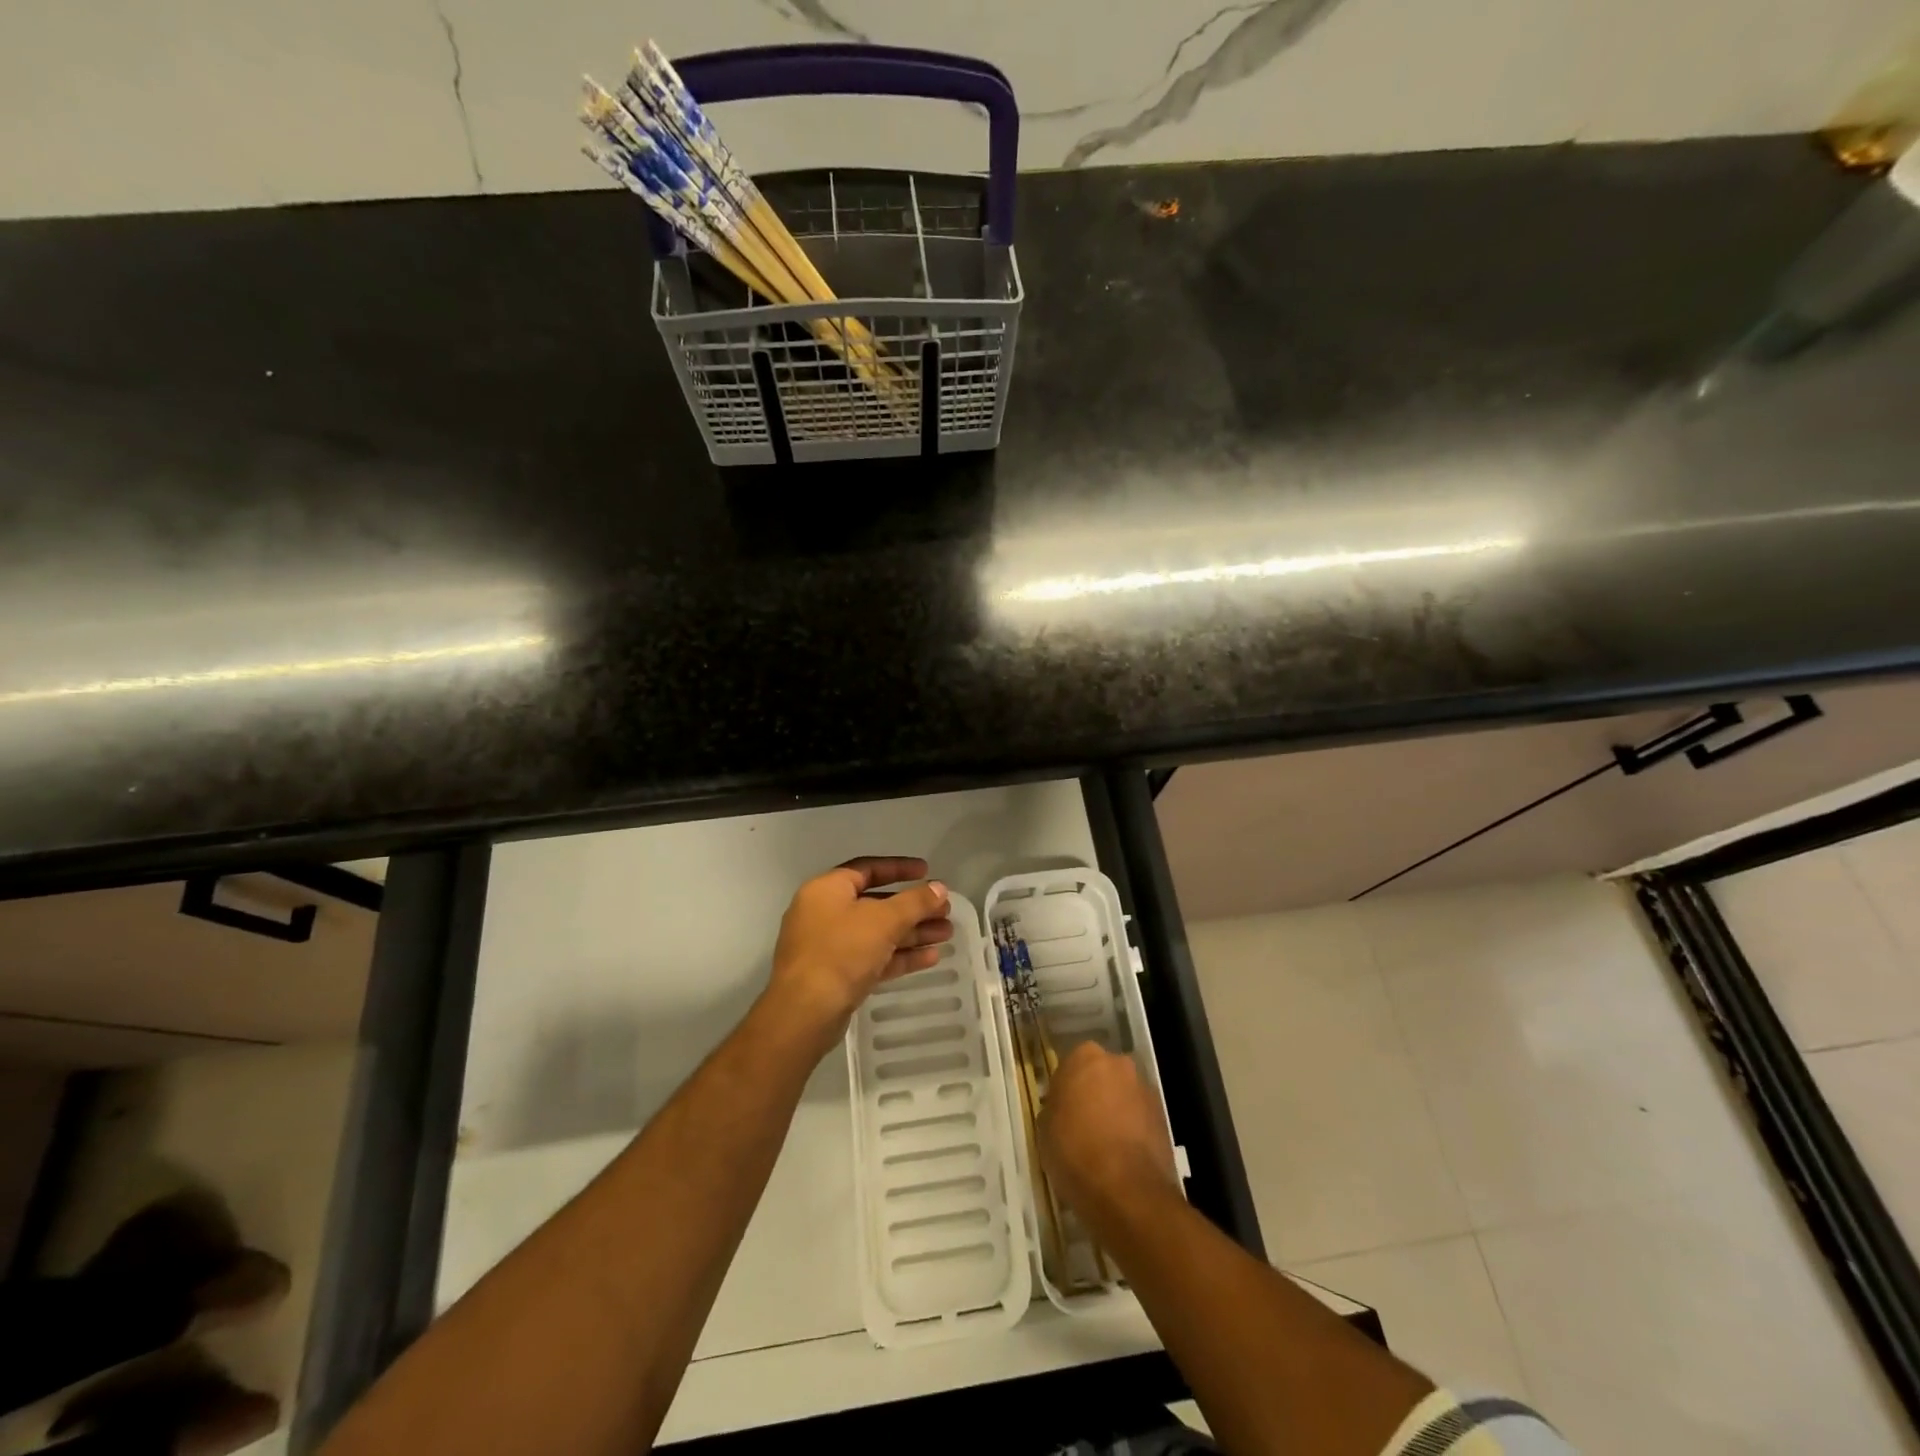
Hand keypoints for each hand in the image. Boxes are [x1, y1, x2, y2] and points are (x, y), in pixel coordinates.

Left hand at [763, 857, 952, 1049]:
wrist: (805, 1012)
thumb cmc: (841, 952)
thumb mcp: (883, 920)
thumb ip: (915, 902)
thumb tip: (939, 888)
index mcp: (827, 889)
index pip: (867, 869)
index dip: (899, 868)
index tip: (927, 871)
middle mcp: (825, 913)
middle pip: (876, 903)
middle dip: (913, 908)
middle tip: (945, 910)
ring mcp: (829, 947)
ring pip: (878, 933)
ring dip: (912, 932)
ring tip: (947, 933)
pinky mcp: (837, 976)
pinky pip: (873, 958)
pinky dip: (899, 955)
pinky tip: (931, 957)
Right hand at [1039, 1042, 1178, 1218]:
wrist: (1126, 1189)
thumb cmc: (1075, 1150)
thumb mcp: (1044, 1129)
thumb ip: (1054, 1109)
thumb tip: (1062, 1110)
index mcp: (1085, 1056)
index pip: (1070, 1066)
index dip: (1064, 1091)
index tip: (1060, 1113)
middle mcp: (1118, 1063)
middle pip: (1101, 1076)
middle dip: (1093, 1095)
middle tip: (1081, 1126)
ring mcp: (1145, 1089)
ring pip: (1123, 1096)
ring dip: (1115, 1112)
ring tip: (1104, 1147)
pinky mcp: (1164, 1118)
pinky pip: (1140, 1119)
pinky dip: (1132, 1131)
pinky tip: (1122, 1158)